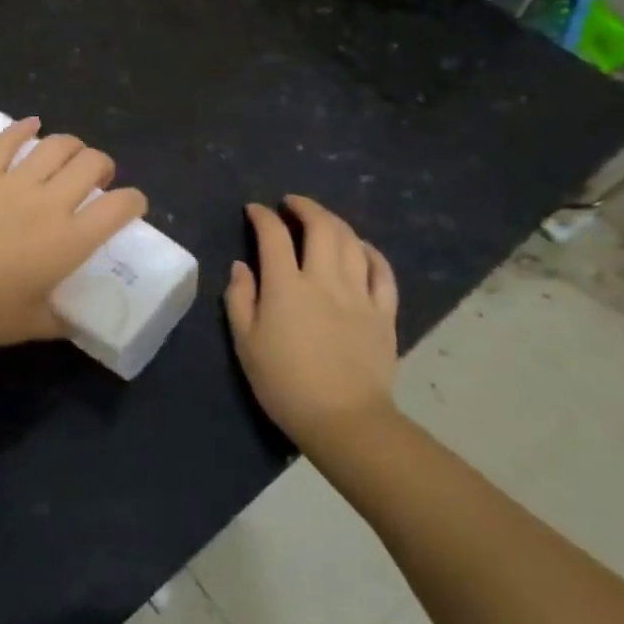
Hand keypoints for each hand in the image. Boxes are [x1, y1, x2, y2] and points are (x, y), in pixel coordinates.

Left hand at [0, 117, 148, 348]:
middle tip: (98, 179)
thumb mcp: (29, 325)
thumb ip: (59, 321)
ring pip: (55, 145)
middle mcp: (48, 203)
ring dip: (71, 145)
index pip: (118, 207)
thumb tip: (73, 321)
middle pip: (91, 163)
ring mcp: (12, 182)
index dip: (134, 201)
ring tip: (70, 155)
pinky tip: (31, 124)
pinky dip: (23, 128)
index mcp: (68, 241)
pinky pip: (6, 141)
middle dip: (104, 165)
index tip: (131, 206)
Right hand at [225, 195, 399, 457]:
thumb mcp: (245, 342)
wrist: (344, 420)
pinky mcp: (383, 312)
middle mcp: (324, 279)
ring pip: (352, 242)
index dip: (262, 216)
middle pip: (320, 227)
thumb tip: (242, 266)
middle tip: (291, 204)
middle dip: (304, 207)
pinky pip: (382, 271)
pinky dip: (370, 251)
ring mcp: (359, 294)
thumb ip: (240, 298)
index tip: (254, 210)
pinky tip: (361, 247)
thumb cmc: (284, 383)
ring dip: (334, 222)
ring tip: (322, 220)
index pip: (274, 235)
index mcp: (286, 285)